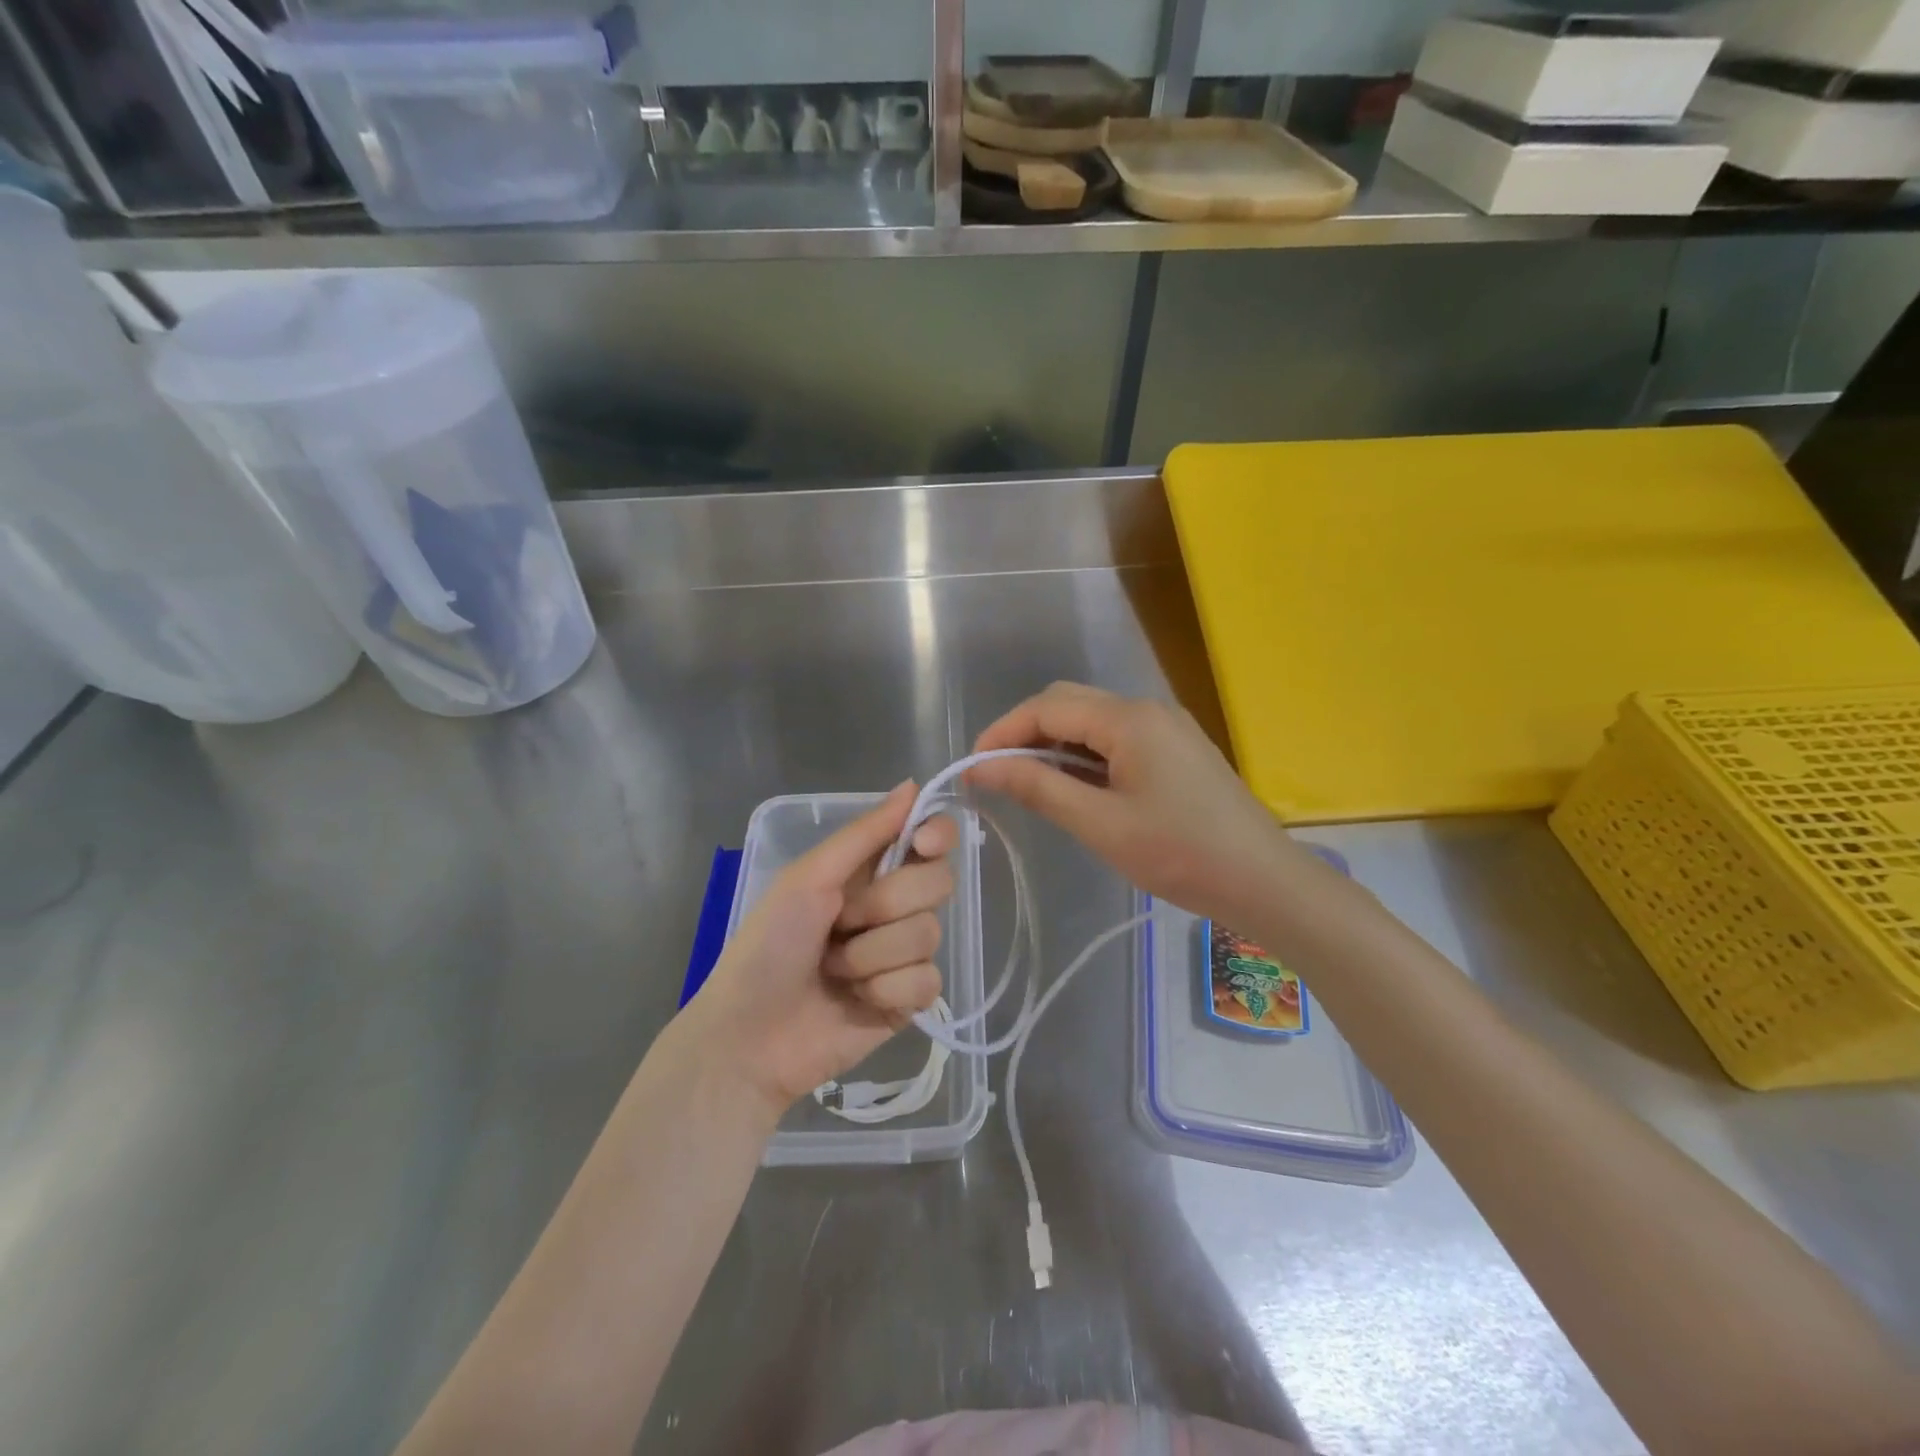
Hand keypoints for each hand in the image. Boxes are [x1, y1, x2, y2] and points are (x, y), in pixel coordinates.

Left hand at [686, 783, 959, 1118]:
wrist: (748, 1037)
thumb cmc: (767, 947)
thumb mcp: (807, 879)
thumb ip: (864, 834)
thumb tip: (913, 785)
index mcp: (869, 871)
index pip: (930, 838)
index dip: (936, 835)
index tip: (924, 845)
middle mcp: (894, 906)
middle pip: (938, 883)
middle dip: (886, 904)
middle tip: (841, 922)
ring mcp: (904, 955)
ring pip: (929, 934)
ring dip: (872, 955)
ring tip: (835, 971)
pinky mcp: (910, 1000)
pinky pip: (928, 981)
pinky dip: (886, 990)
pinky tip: (857, 1001)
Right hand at [969, 682, 1305, 926]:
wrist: (1264, 881)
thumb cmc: (1179, 854)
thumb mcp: (1100, 824)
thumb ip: (1039, 788)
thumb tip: (983, 767)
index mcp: (1128, 719)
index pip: (1047, 708)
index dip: (1004, 732)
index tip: (973, 766)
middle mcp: (1147, 709)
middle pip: (1068, 703)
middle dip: (1026, 732)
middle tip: (997, 774)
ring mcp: (1166, 726)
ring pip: (1093, 720)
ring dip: (1055, 744)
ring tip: (1028, 784)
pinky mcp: (1177, 748)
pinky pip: (1117, 737)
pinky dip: (1085, 754)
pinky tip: (1074, 786)